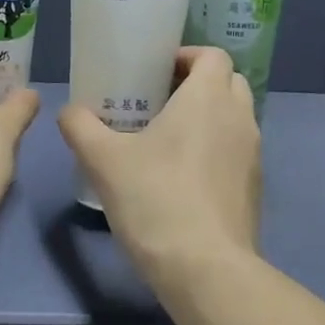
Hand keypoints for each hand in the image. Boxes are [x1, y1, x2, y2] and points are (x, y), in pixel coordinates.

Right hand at [58, 47, 261, 286]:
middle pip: (228, 82)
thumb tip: (70, 111)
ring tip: (167, 140)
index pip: (213, 55)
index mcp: (208, 98)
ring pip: (234, 119)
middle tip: (159, 101)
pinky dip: (216, 151)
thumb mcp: (103, 159)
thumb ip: (81, 126)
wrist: (206, 269)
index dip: (186, 56)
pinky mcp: (254, 189)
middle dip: (198, 84)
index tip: (157, 72)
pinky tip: (182, 178)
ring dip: (208, 118)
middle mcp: (239, 118)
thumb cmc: (155, 199)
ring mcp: (253, 155)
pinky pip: (236, 152)